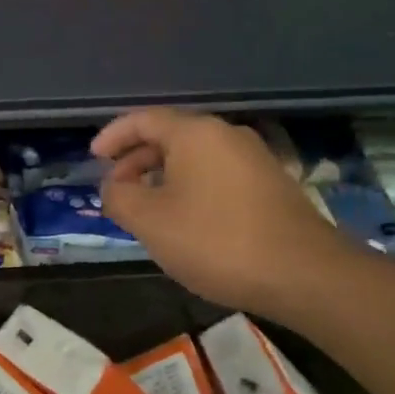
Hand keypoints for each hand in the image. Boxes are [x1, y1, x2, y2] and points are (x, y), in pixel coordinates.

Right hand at [93, 109, 353, 315]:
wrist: (302, 274)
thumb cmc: (215, 241)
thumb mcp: (149, 221)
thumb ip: (119, 197)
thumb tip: (112, 186)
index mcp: (195, 133)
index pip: (143, 119)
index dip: (113, 136)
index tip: (93, 158)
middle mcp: (226, 135)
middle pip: (170, 136)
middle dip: (136, 160)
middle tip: (115, 188)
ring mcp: (253, 159)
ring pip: (194, 158)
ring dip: (162, 177)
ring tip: (145, 208)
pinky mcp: (270, 185)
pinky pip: (216, 175)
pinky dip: (189, 188)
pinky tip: (184, 220)